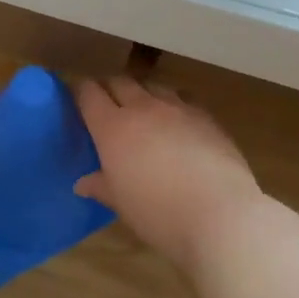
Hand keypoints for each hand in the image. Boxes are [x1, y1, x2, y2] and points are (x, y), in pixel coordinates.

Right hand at [74, 77, 260, 270]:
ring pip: (153, 86)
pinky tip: (178, 125)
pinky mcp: (206, 117)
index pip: (89, 94)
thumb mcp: (121, 204)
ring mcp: (178, 108)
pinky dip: (173, 105)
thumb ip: (101, 186)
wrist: (220, 214)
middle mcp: (143, 108)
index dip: (81, 92)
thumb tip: (83, 183)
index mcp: (113, 127)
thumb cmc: (158, 213)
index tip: (78, 100)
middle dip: (110, 89)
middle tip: (107, 105)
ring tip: (143, 112)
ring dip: (143, 94)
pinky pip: (183, 99)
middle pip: (120, 82)